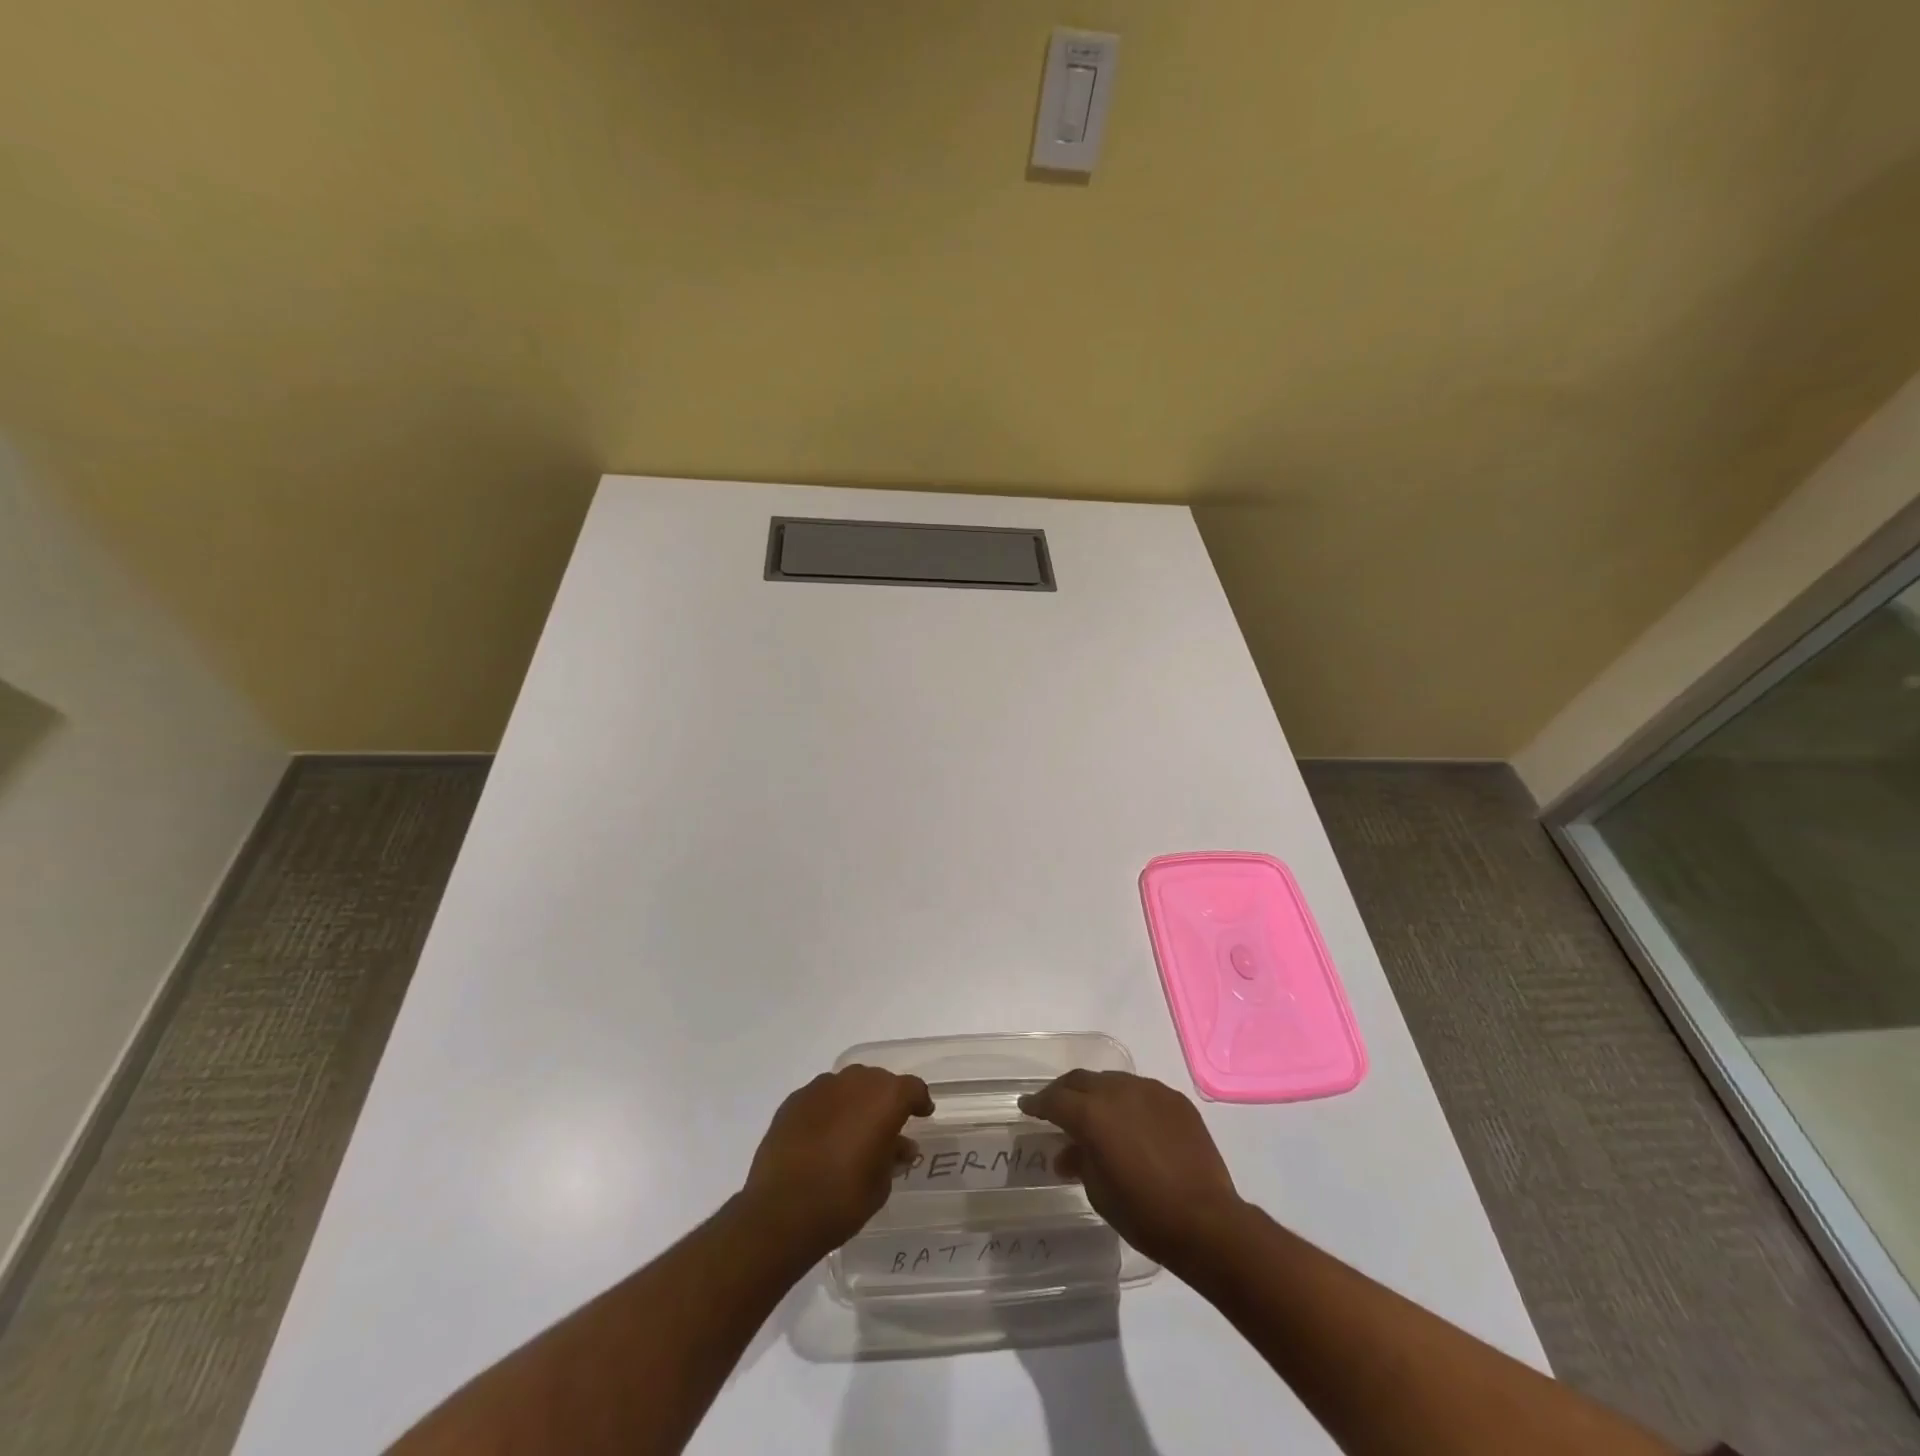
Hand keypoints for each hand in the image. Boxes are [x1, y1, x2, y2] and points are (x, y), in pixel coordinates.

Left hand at [741, 1066, 933, 1257]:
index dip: (919, 1100)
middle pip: (878, 1081)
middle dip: (886, 1098)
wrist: (780, 1212)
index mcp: (884, 1098)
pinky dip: (828, 1109)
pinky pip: (821, 1097)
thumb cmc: (842, 1199)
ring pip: (847, 1084)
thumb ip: (893, 1157)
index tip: (923, 1114)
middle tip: (887, 1124)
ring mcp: (820, 1088)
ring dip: (855, 1100)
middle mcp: (854, 1082)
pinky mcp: (793, 1101)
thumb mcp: (880, 1185)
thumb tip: (900, 1146)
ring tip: (853, 1128)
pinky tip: (823, 1135)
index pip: (912, 1088)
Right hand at [1019, 1070, 1243, 1268]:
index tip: (1026, 1106)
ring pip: (1112, 1081)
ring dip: (1097, 1093)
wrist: (1207, 1221)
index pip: (1054, 1100)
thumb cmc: (1144, 1213)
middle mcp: (1117, 1092)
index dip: (1037, 1104)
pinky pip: (1142, 1092)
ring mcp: (1149, 1091)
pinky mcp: (1175, 1100)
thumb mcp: (1099, 1192)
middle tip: (1055, 1106)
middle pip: (1081, 1081)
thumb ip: (1080, 1162)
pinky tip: (1131, 1121)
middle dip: (1064, 1092)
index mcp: (1092, 1114)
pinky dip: (1128, 1101)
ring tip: (1094, 1111)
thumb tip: (1067, 1153)